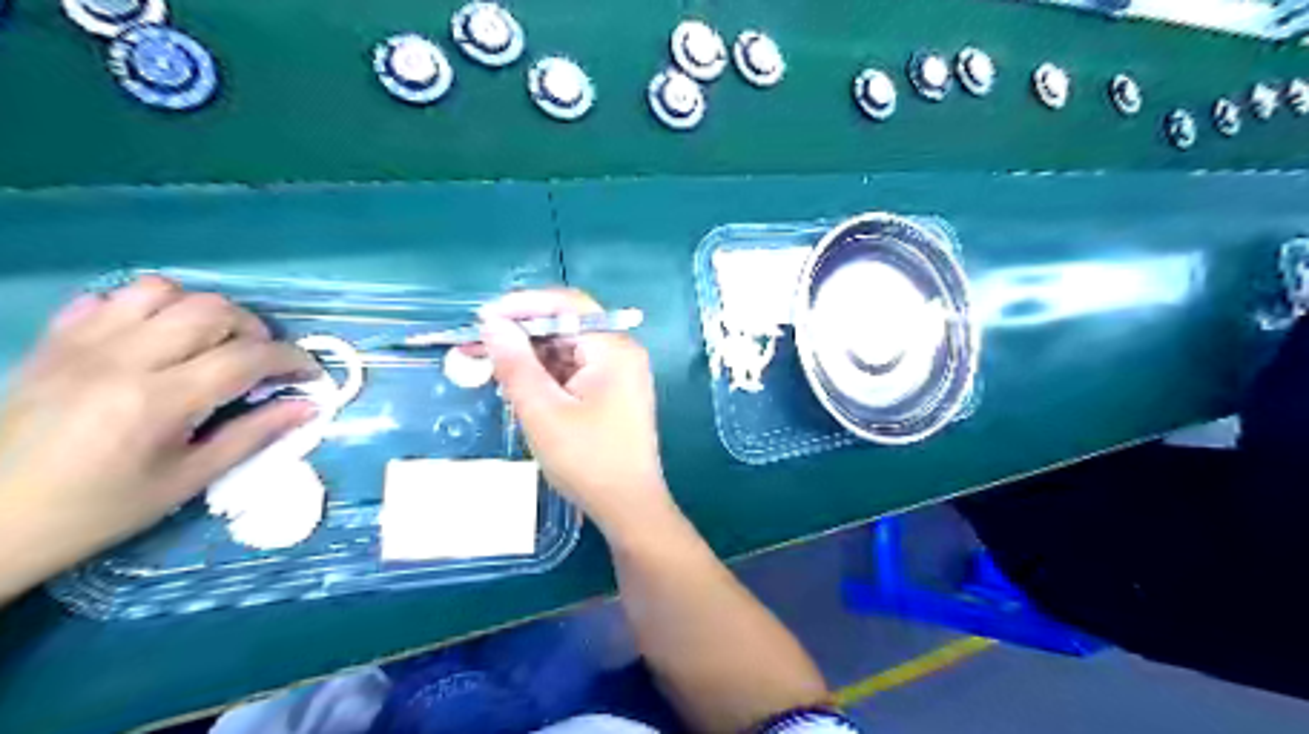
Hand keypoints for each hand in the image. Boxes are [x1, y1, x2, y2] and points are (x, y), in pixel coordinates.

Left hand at [1, 273, 321, 594]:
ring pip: (162, 290)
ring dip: (202, 310)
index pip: (248, 357)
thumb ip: (253, 435)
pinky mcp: (53, 342)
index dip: (292, 360)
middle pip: (211, 310)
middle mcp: (122, 359)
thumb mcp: (189, 479)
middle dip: (254, 330)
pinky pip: (109, 298)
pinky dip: (146, 308)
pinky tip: (156, 339)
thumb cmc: (100, 509)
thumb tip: (309, 406)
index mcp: (159, 400)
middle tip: (262, 361)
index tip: (309, 374)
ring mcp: (81, 344)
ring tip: (211, 342)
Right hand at [477, 289, 672, 535]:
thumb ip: (515, 364)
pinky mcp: (614, 394)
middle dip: (522, 335)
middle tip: (478, 348)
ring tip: (493, 371)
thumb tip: (492, 323)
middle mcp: (622, 353)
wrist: (629, 508)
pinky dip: (547, 376)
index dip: (523, 306)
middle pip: (567, 326)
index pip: (567, 305)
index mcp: (614, 349)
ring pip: (569, 350)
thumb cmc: (588, 460)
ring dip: (532, 357)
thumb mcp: (542, 412)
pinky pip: (576, 371)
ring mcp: (621, 374)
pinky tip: (521, 389)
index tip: (483, 319)